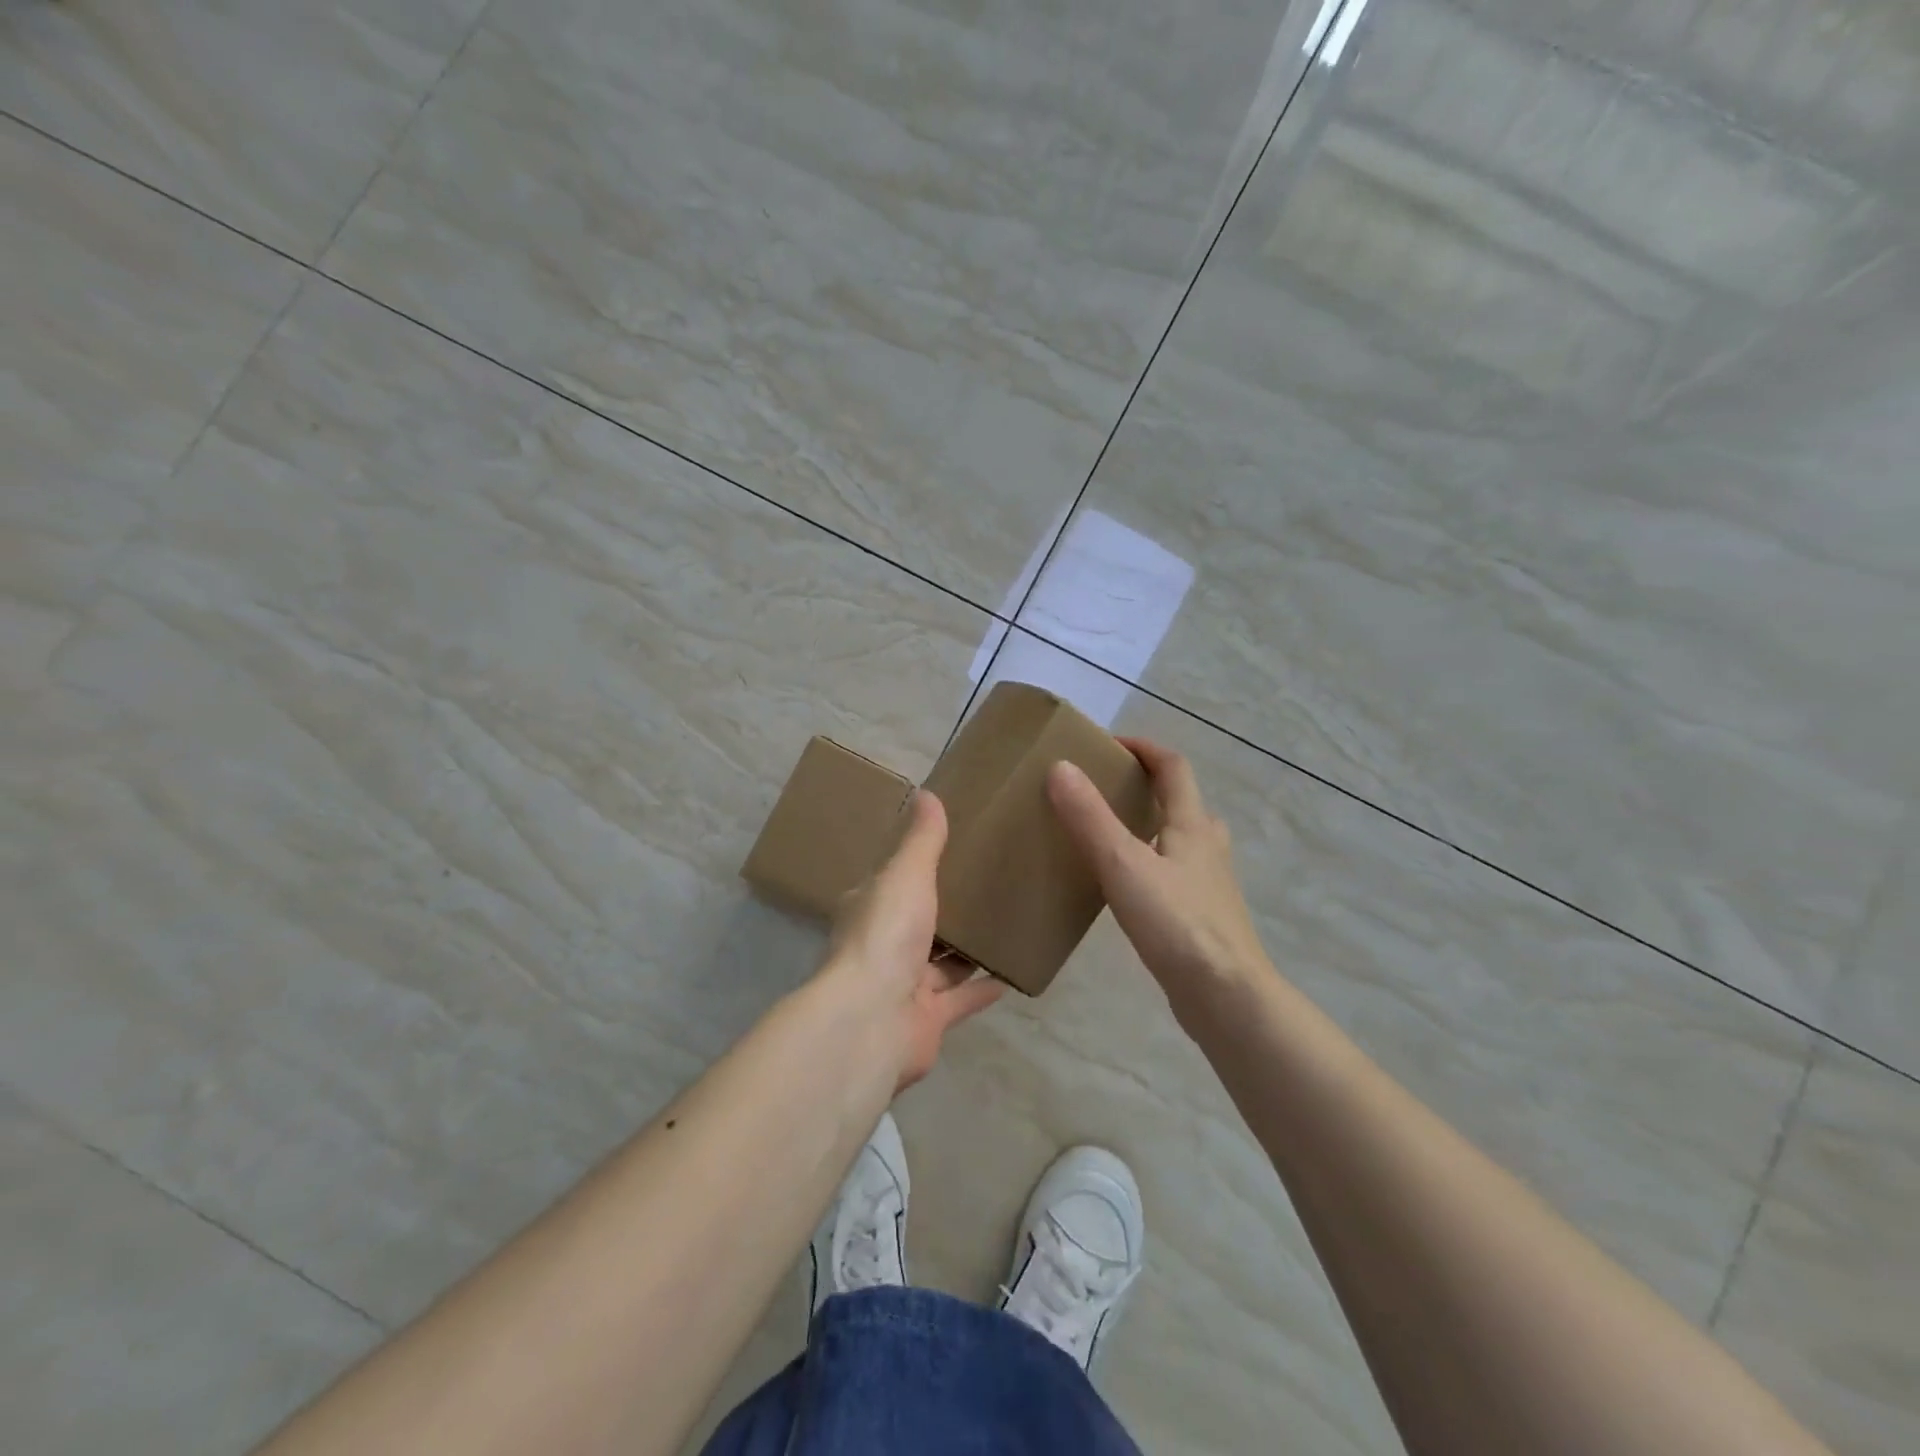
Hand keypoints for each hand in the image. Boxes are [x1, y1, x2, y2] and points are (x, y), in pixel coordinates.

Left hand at [823, 789, 1003, 1088]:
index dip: (915, 869)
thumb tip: (926, 793)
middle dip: (946, 910)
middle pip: (918, 924)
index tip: (949, 852)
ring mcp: (903, 987)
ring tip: (1006, 924)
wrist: (872, 1019)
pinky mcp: (928, 1020)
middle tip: (988, 885)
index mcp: (869, 910)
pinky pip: (961, 999)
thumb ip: (922, 840)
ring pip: (940, 964)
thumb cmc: (886, 935)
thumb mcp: (906, 874)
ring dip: (967, 950)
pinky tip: (1013, 973)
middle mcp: (883, 947)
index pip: (892, 884)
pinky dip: (984, 988)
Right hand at [1048, 738, 1268, 1009]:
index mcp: (1192, 825)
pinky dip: (1152, 863)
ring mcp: (1209, 884)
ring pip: (1181, 839)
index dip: (1144, 748)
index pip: (1173, 767)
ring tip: (1110, 834)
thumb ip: (1090, 817)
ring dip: (1151, 825)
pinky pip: (1175, 873)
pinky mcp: (1203, 916)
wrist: (1227, 997)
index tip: (1109, 744)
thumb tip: (1060, 767)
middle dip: (1147, 786)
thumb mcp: (1123, 864)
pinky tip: (1127, 887)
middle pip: (1182, 801)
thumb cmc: (1177, 924)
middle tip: (1105, 789)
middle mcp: (1207, 846)